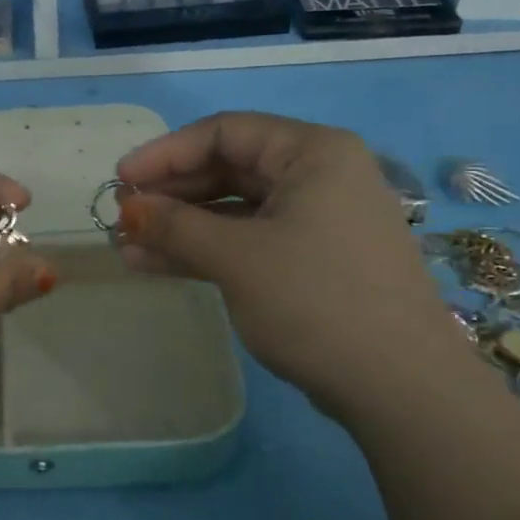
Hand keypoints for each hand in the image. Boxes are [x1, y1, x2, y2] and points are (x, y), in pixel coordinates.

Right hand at [114, 112, 471, 423]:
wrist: (399, 387)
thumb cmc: (316, 301)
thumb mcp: (237, 258)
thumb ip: (175, 227)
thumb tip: (127, 210)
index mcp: (313, 153)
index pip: (225, 132)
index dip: (166, 153)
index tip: (120, 180)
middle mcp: (319, 177)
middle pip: (229, 169)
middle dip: (171, 194)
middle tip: (122, 216)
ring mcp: (318, 222)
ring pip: (235, 211)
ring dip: (181, 227)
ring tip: (128, 246)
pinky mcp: (312, 262)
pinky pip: (249, 242)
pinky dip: (206, 251)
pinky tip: (156, 265)